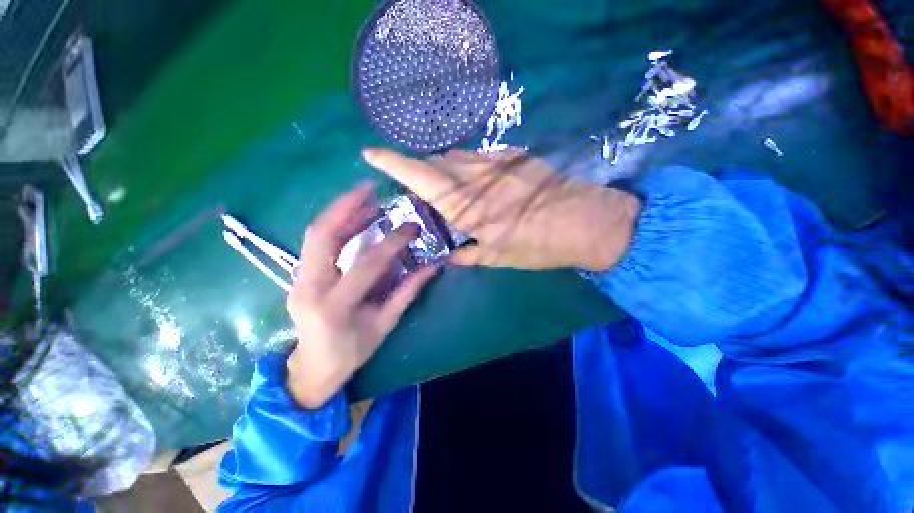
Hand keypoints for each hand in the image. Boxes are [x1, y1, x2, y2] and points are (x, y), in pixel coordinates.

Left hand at [285, 183, 438, 408]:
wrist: (312, 368)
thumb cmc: (351, 352)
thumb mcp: (384, 324)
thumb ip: (407, 292)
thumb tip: (432, 266)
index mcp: (334, 306)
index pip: (366, 264)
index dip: (392, 242)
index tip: (412, 228)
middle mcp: (308, 287)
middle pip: (322, 236)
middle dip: (347, 207)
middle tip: (371, 189)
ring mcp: (297, 279)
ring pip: (315, 234)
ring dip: (340, 211)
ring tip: (364, 196)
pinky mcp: (298, 274)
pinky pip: (316, 242)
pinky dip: (335, 224)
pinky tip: (354, 216)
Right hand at [362, 149, 641, 270]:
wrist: (584, 221)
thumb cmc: (538, 244)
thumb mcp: (499, 256)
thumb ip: (469, 255)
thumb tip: (452, 257)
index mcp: (467, 205)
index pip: (420, 176)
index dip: (392, 163)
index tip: (370, 155)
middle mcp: (476, 177)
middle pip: (435, 164)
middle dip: (422, 175)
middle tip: (424, 195)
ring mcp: (496, 162)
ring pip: (455, 158)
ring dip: (445, 171)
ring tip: (452, 192)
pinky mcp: (514, 157)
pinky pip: (479, 158)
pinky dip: (469, 170)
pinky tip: (481, 186)